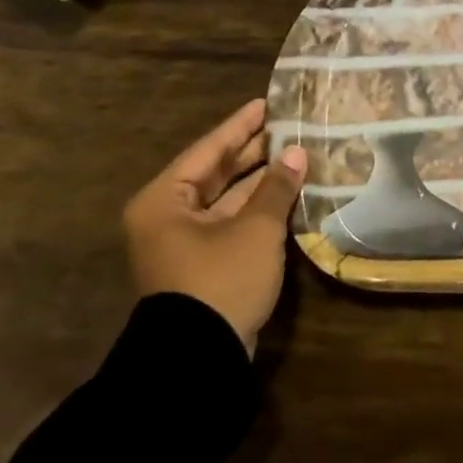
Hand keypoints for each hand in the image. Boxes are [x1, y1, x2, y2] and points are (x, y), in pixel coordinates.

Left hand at [123, 98, 308, 355]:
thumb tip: (297, 153)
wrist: (198, 359)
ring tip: (294, 156)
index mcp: (165, 200)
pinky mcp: (203, 265)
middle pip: (214, 173)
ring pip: (225, 200)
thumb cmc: (220, 280)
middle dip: (252, 152)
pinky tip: (286, 194)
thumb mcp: (254, 229)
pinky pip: (231, 223)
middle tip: (286, 128)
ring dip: (258, 182)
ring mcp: (184, 243)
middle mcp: (168, 216)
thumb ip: (276, 187)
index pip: (208, 150)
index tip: (266, 104)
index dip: (240, 126)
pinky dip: (256, 209)